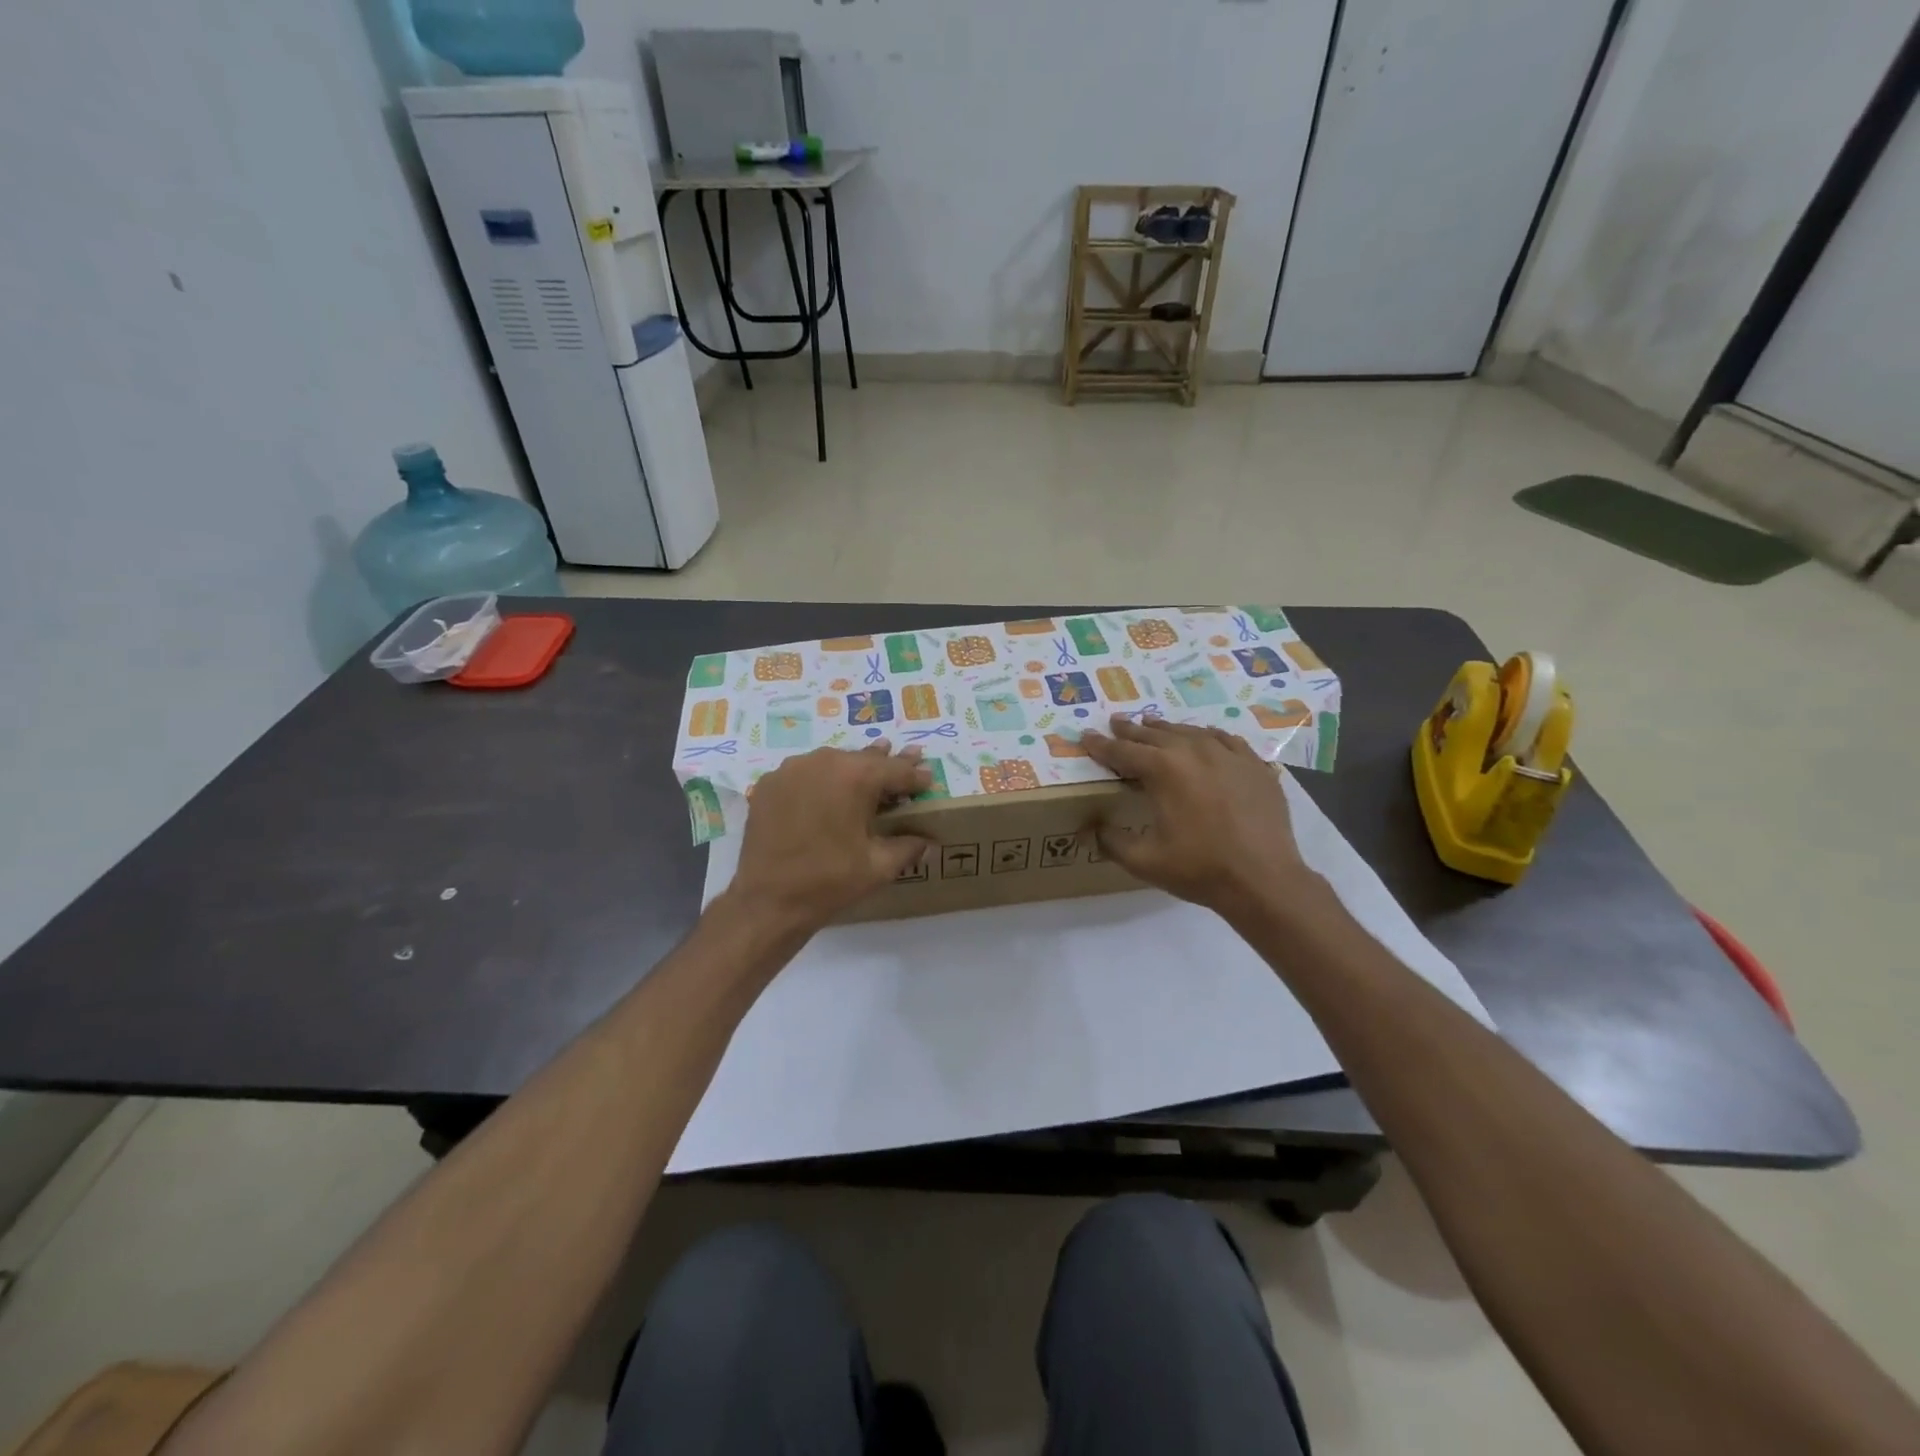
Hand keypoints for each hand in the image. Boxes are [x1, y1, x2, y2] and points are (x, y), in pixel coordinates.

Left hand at [724, 742, 933, 933]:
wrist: (767, 901)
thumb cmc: (829, 882)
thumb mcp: (879, 866)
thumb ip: (908, 847)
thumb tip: (929, 841)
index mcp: (855, 777)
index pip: (895, 770)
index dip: (915, 775)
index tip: (928, 778)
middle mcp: (823, 762)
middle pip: (863, 758)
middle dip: (887, 763)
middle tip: (908, 755)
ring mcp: (791, 769)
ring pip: (832, 761)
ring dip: (852, 767)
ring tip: (868, 767)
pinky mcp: (769, 784)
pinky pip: (804, 773)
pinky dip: (820, 779)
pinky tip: (827, 791)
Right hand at [1080, 717, 1315, 920]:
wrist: (1263, 879)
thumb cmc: (1200, 869)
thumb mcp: (1144, 861)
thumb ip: (1111, 841)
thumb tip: (1089, 828)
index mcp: (1163, 770)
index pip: (1123, 751)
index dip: (1101, 745)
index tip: (1086, 736)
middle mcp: (1194, 751)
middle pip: (1155, 734)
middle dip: (1132, 730)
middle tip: (1116, 722)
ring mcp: (1228, 755)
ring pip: (1190, 732)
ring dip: (1166, 729)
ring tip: (1152, 725)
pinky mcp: (1254, 765)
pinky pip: (1225, 740)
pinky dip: (1207, 736)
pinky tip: (1204, 737)